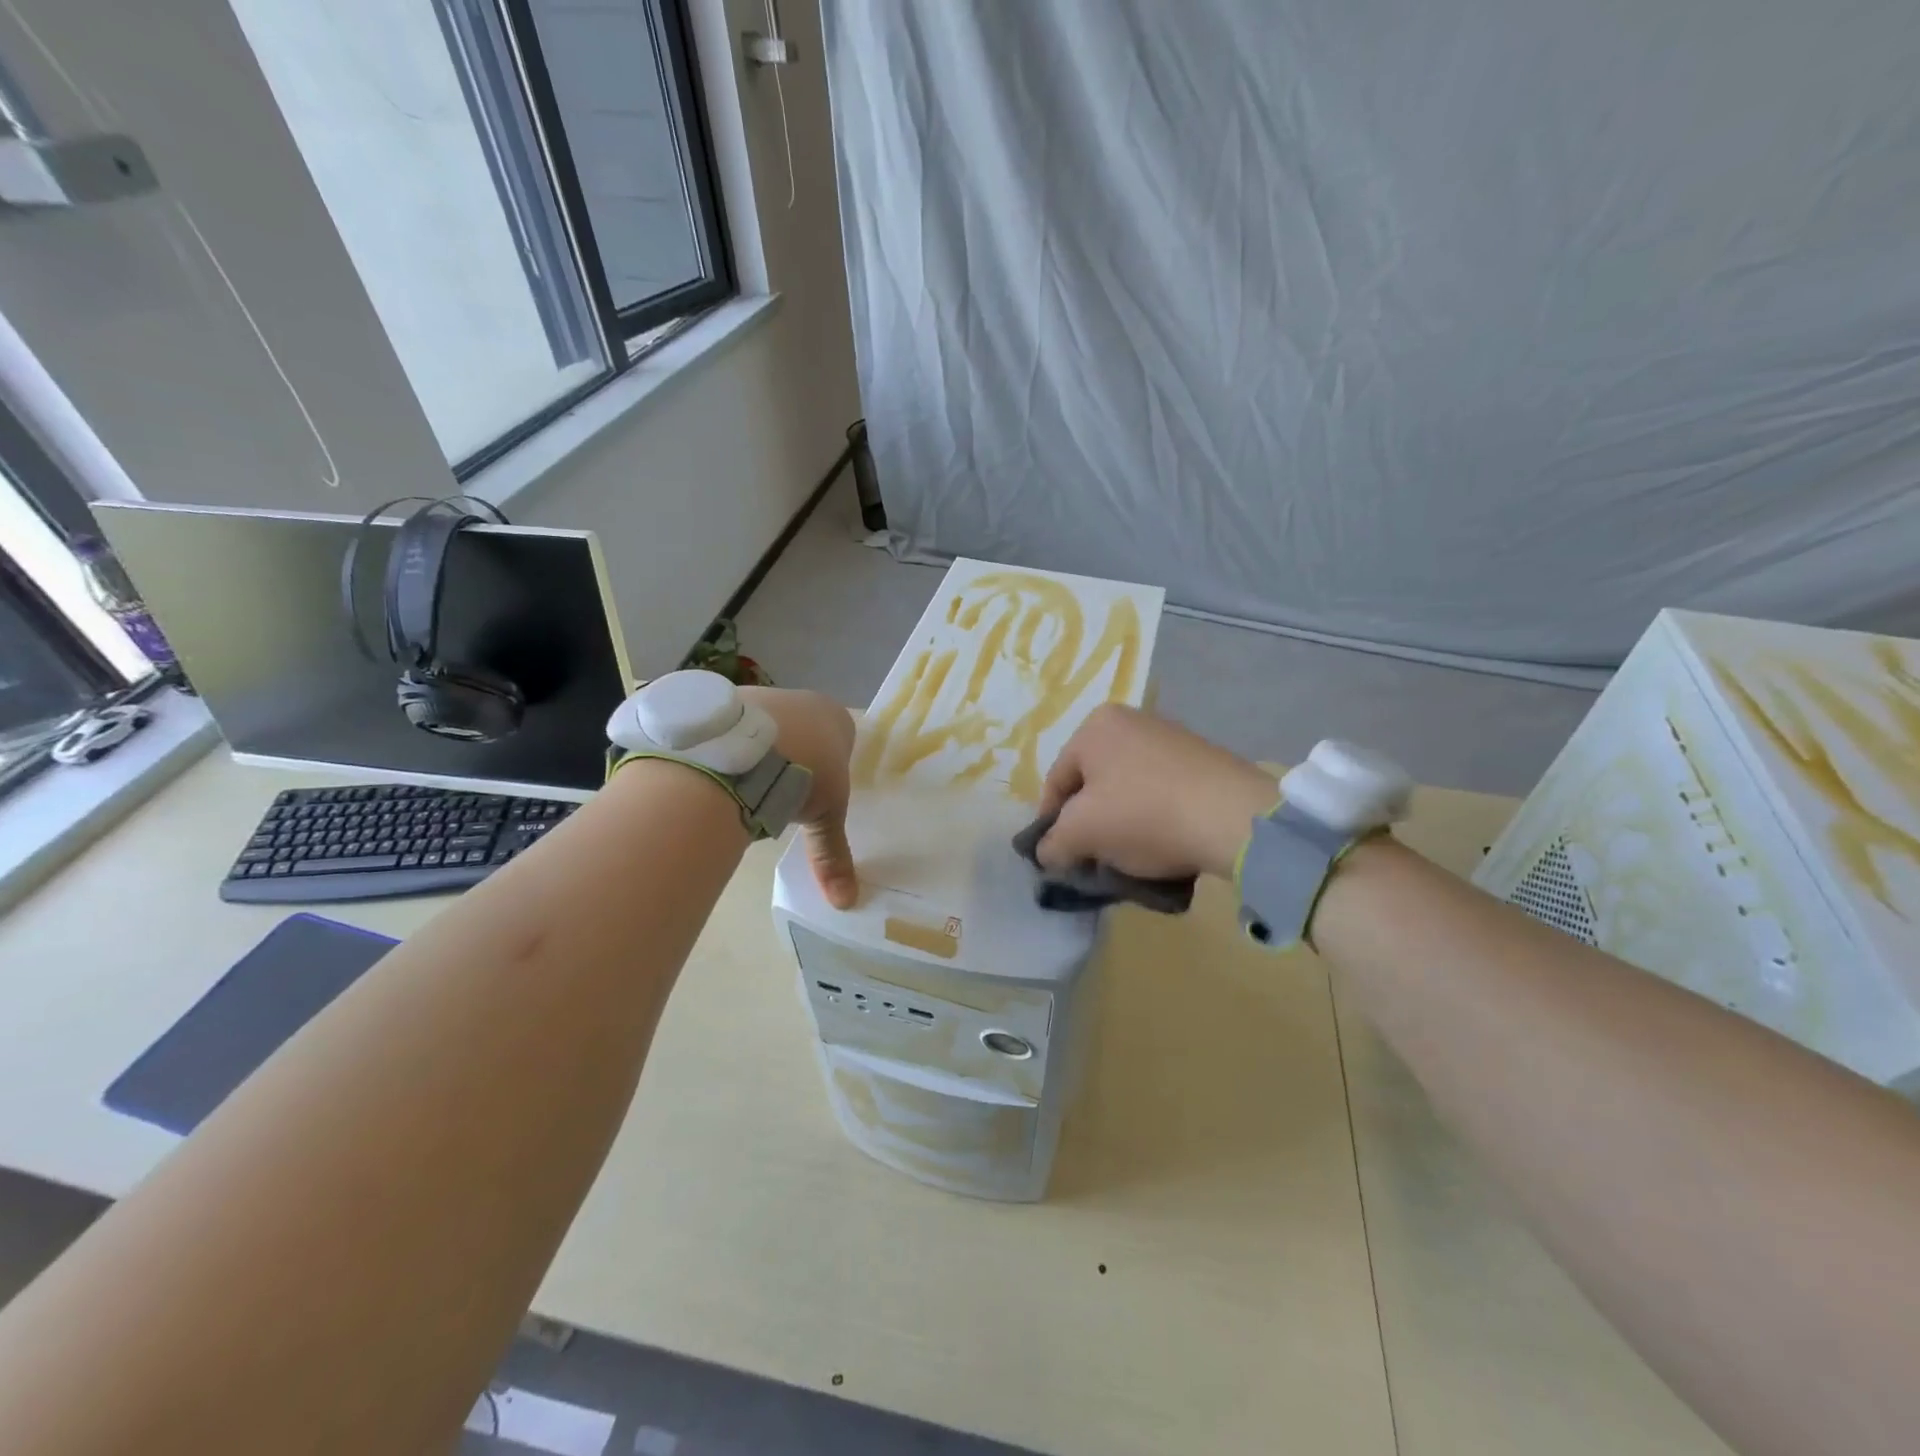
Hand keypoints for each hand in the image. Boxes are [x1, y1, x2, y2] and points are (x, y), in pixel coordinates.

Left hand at [738, 686, 858, 908]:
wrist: (742, 749)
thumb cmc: (803, 773)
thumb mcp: (825, 817)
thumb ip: (832, 854)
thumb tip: (846, 902)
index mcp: (833, 716)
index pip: (840, 736)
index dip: (829, 765)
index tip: (815, 791)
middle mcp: (798, 698)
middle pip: (800, 730)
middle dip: (792, 759)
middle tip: (780, 793)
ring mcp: (758, 696)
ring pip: (763, 729)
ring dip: (758, 754)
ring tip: (745, 788)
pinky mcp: (721, 702)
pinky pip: (730, 729)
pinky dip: (728, 750)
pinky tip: (721, 773)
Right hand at [1036, 705, 1277, 881]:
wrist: (1234, 818)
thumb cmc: (1143, 815)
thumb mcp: (1082, 834)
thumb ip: (1052, 844)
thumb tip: (1048, 852)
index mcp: (1095, 727)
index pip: (1057, 781)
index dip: (1051, 824)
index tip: (1060, 857)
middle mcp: (1131, 720)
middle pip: (1093, 783)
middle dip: (1090, 822)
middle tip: (1095, 858)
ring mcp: (1171, 737)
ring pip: (1127, 789)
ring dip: (1122, 823)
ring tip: (1131, 857)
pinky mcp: (1203, 758)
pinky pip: (1161, 791)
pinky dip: (1154, 816)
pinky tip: (1164, 843)